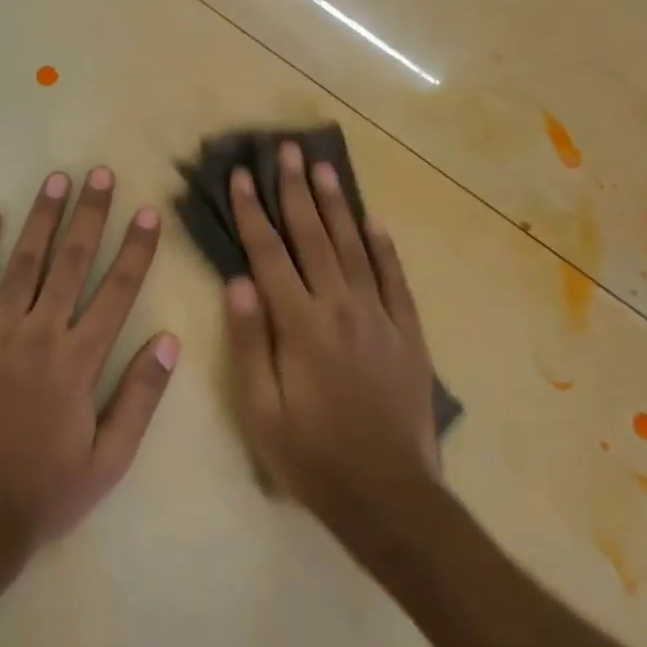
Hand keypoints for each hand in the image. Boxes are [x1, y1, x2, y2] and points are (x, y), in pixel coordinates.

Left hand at [0, 167, 177, 550]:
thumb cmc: (47, 490)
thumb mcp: (110, 459)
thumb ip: (140, 397)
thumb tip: (169, 340)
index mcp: (79, 362)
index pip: (116, 292)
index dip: (136, 249)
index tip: (148, 213)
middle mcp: (38, 336)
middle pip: (71, 263)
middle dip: (89, 215)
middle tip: (100, 175)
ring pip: (23, 264)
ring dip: (42, 219)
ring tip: (56, 181)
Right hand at [223, 140, 440, 530]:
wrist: (389, 496)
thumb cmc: (312, 456)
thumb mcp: (261, 409)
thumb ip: (249, 341)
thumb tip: (237, 281)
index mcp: (300, 325)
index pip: (269, 254)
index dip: (253, 212)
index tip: (242, 175)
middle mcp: (341, 307)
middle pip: (313, 236)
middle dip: (296, 190)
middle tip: (286, 149)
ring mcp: (380, 316)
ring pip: (354, 247)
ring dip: (336, 204)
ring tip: (323, 167)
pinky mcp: (409, 333)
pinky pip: (395, 278)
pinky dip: (383, 246)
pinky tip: (372, 221)